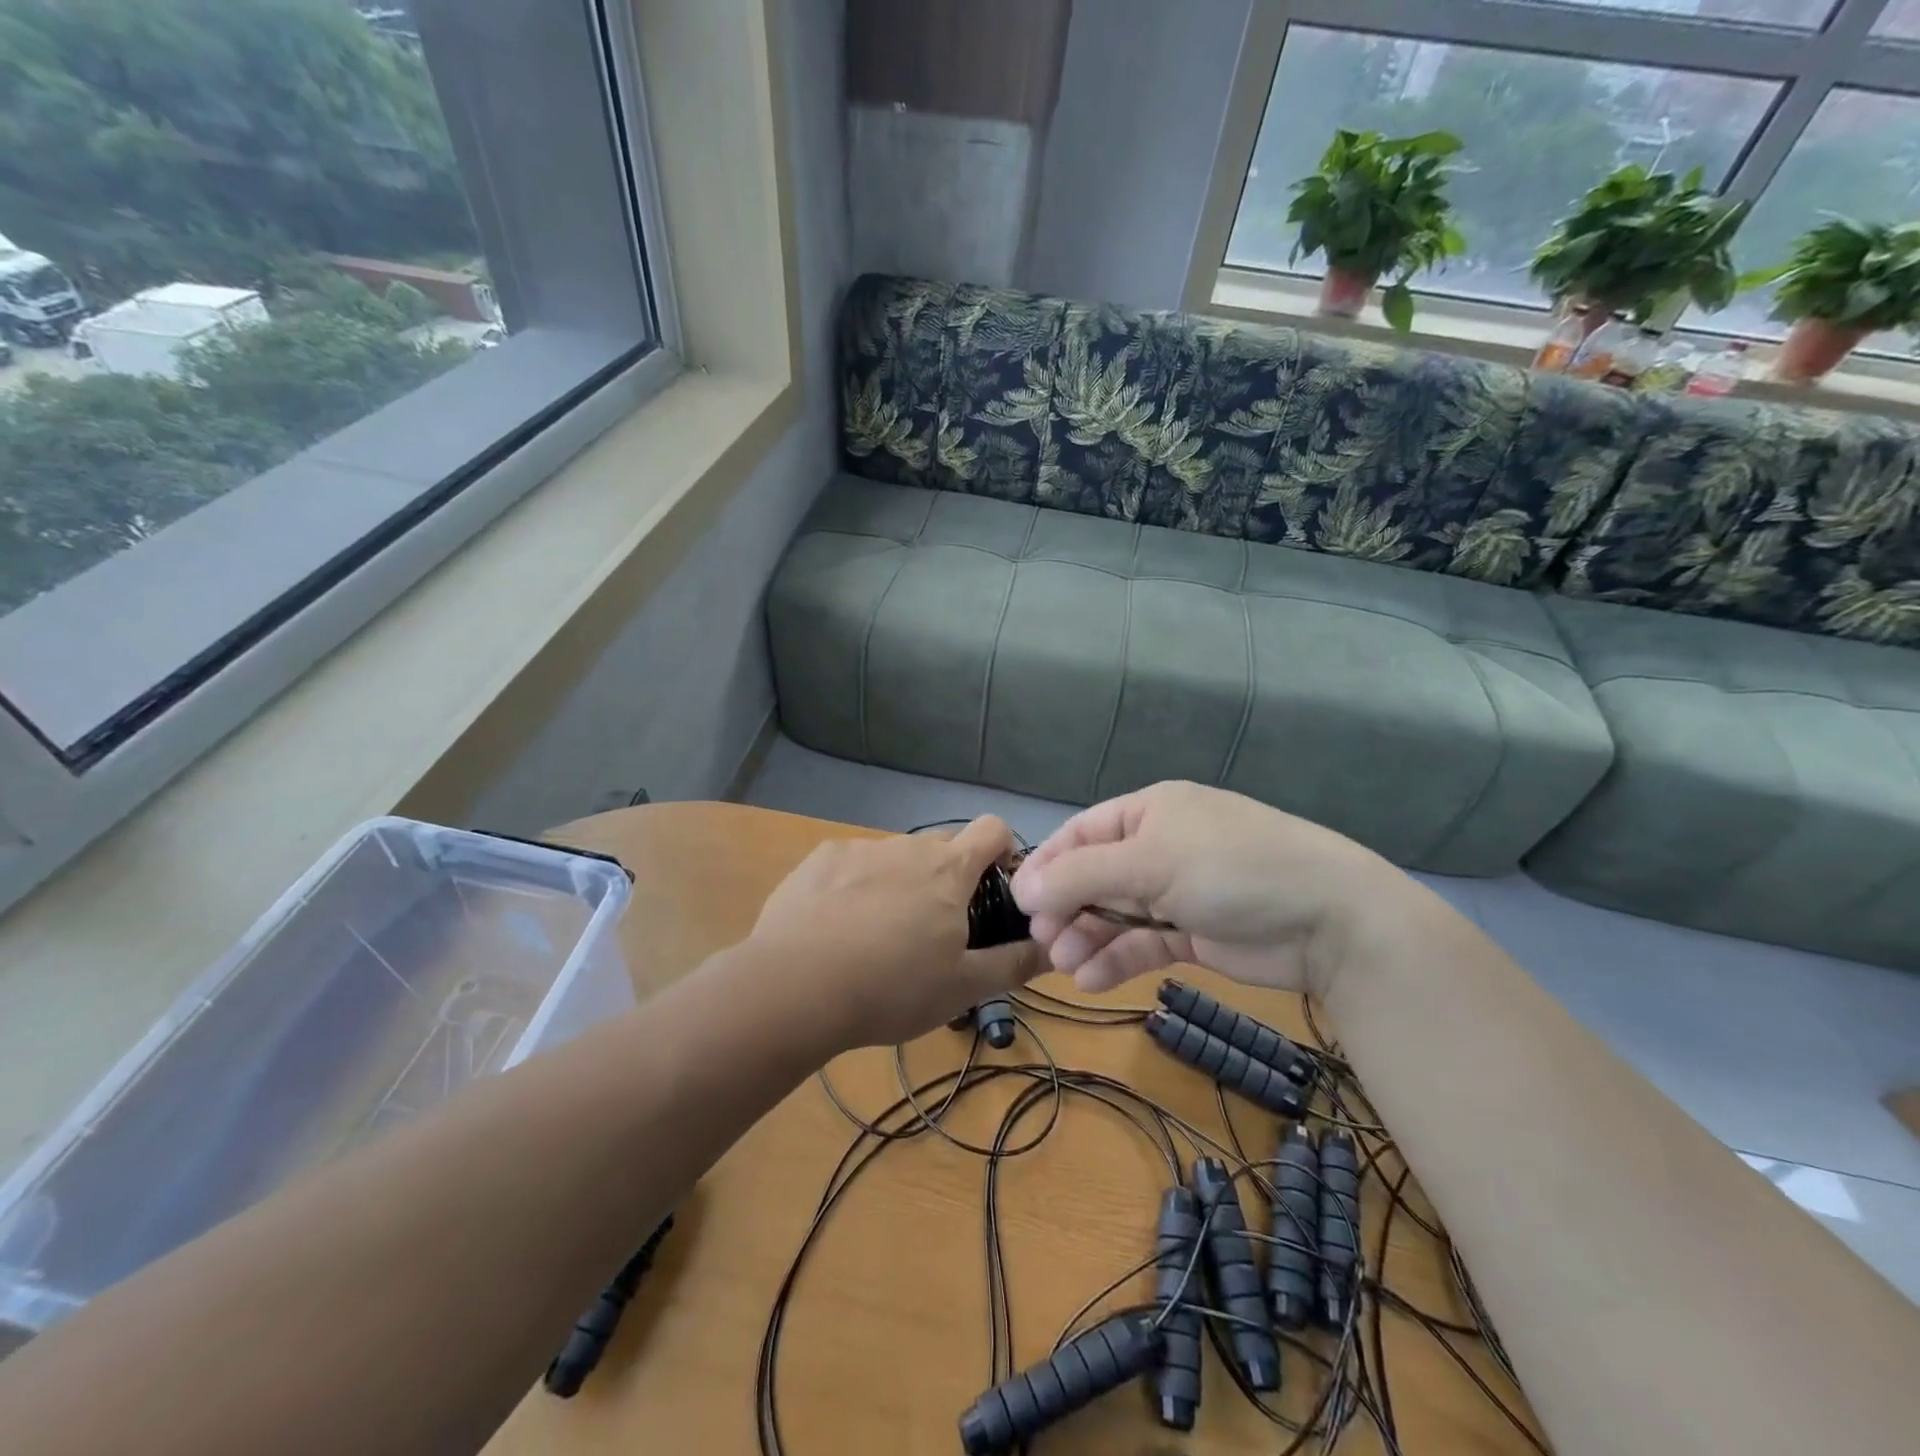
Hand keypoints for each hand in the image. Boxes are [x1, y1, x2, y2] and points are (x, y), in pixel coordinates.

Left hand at [748, 817, 1041, 1049]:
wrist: (795, 986)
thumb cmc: (892, 987)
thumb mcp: (963, 987)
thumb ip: (1014, 963)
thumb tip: (1055, 948)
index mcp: (948, 870)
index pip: (993, 828)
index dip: (1004, 849)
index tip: (997, 886)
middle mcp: (907, 846)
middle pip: (943, 846)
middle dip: (950, 876)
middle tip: (938, 928)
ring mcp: (860, 849)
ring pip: (896, 858)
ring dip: (901, 884)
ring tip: (879, 938)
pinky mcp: (820, 860)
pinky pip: (852, 865)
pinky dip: (856, 887)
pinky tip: (837, 929)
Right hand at [1011, 782, 1402, 995]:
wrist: (1328, 919)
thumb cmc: (1230, 868)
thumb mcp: (1149, 862)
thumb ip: (1081, 876)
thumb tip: (1024, 890)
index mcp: (1148, 813)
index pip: (1082, 834)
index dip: (1049, 865)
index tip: (1019, 901)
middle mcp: (1159, 847)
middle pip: (1094, 876)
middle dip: (1066, 908)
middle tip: (1043, 941)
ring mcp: (1177, 891)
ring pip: (1115, 914)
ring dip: (1086, 937)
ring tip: (1064, 966)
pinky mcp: (1193, 932)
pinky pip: (1142, 943)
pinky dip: (1116, 959)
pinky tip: (1090, 980)